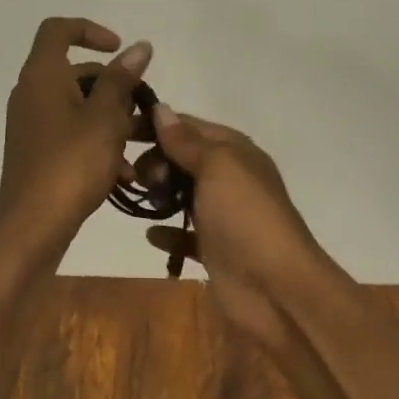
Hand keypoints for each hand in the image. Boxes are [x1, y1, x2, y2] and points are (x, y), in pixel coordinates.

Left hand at [0, 18, 151, 274]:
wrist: (31, 228)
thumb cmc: (71, 164)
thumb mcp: (105, 118)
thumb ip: (122, 79)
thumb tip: (139, 46)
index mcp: (42, 75)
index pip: (58, 29)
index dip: (90, 30)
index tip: (120, 50)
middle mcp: (31, 92)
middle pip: (75, 71)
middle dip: (113, 85)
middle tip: (143, 108)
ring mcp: (31, 122)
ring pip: (77, 105)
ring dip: (110, 118)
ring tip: (141, 144)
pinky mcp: (35, 150)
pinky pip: (70, 131)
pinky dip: (95, 140)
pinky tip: (124, 172)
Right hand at [141, 108, 332, 353]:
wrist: (277, 289)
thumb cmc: (245, 216)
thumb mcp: (217, 166)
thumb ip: (186, 140)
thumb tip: (161, 109)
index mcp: (234, 151)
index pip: (188, 125)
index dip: (156, 124)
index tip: (120, 129)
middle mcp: (229, 178)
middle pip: (183, 158)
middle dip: (155, 160)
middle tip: (136, 176)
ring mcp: (222, 215)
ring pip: (182, 194)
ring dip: (158, 194)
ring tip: (137, 198)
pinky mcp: (214, 249)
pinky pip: (184, 234)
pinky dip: (167, 232)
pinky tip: (150, 234)